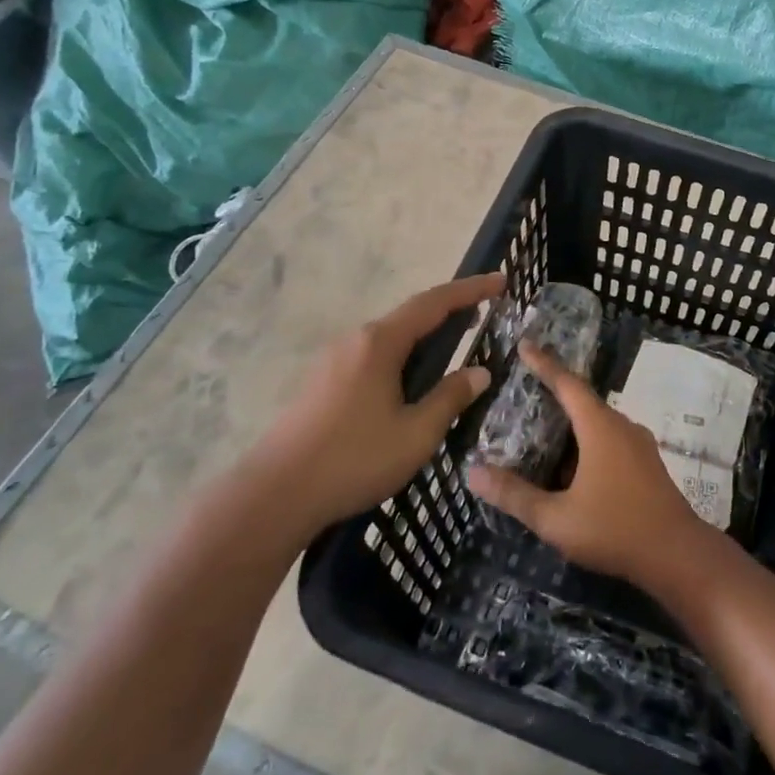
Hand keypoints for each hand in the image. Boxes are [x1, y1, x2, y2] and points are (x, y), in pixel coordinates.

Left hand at [253, 273, 502, 530]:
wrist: (274, 495)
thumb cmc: (353, 459)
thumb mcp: (416, 434)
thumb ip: (450, 398)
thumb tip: (479, 372)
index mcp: (380, 343)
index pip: (434, 303)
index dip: (471, 289)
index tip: (500, 280)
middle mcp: (355, 341)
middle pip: (410, 315)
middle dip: (448, 312)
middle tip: (482, 315)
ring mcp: (333, 361)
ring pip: (389, 338)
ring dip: (424, 336)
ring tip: (452, 348)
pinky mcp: (321, 383)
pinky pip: (372, 356)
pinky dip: (402, 356)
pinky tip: (409, 382)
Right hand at [467, 341, 714, 586]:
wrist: (677, 554)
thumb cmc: (614, 529)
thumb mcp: (555, 518)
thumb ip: (514, 495)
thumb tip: (472, 472)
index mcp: (599, 427)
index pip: (567, 383)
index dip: (544, 363)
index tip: (525, 345)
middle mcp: (621, 426)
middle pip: (583, 401)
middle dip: (554, 394)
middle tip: (525, 392)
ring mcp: (638, 445)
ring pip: (598, 424)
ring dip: (571, 425)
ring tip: (542, 433)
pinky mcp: (647, 464)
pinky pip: (611, 440)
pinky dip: (587, 443)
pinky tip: (571, 469)